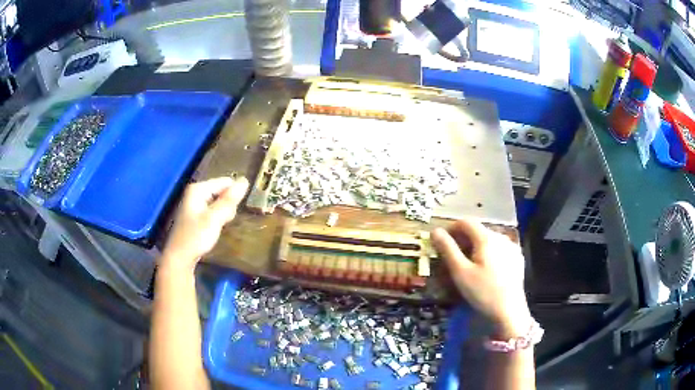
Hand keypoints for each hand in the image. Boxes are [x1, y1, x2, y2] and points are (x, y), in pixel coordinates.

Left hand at [160, 176, 248, 271]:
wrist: (180, 257)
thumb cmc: (196, 236)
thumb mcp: (215, 218)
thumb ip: (229, 200)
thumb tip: (245, 180)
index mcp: (198, 189)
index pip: (225, 182)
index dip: (235, 193)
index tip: (238, 208)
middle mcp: (195, 193)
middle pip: (221, 191)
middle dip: (228, 204)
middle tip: (226, 220)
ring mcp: (194, 204)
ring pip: (218, 202)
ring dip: (224, 213)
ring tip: (221, 225)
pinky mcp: (195, 215)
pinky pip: (213, 211)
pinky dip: (217, 218)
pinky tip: (216, 228)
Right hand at [432, 219, 530, 337]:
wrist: (509, 311)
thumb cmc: (482, 291)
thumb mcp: (460, 272)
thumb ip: (447, 249)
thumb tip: (435, 231)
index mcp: (486, 237)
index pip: (466, 222)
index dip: (451, 228)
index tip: (442, 243)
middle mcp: (501, 237)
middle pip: (478, 230)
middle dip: (463, 239)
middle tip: (453, 257)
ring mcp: (512, 247)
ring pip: (489, 239)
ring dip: (476, 245)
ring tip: (469, 264)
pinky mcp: (517, 258)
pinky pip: (500, 248)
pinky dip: (489, 252)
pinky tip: (486, 269)